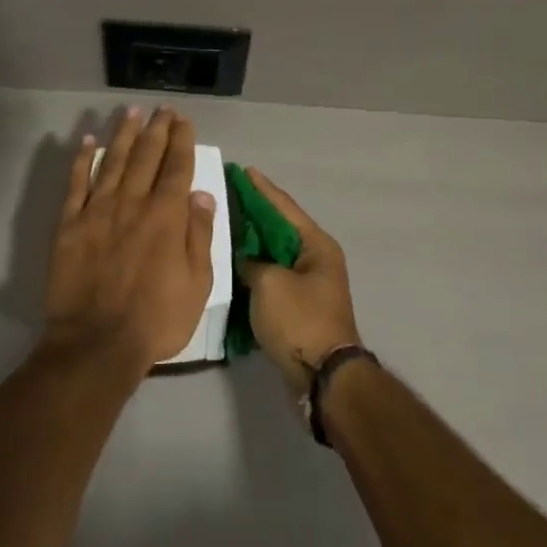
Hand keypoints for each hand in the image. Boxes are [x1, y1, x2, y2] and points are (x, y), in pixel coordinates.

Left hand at [41, 106, 217, 375]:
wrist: (97, 343)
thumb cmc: (156, 319)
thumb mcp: (197, 284)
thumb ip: (199, 235)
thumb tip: (201, 194)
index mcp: (166, 216)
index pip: (177, 166)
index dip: (181, 140)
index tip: (183, 120)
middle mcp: (133, 203)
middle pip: (146, 156)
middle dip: (157, 128)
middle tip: (162, 108)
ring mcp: (98, 210)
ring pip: (113, 161)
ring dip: (124, 134)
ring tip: (131, 112)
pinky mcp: (69, 224)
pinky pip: (76, 183)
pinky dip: (82, 160)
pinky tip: (88, 142)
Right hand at [235, 167, 362, 397]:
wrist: (323, 377)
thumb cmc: (299, 321)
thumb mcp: (269, 283)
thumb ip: (252, 262)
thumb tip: (247, 261)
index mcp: (316, 245)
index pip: (283, 207)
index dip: (261, 188)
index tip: (242, 170)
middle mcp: (316, 259)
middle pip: (279, 228)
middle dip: (254, 212)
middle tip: (226, 194)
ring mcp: (308, 284)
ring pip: (274, 253)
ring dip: (252, 241)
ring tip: (224, 224)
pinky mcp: (298, 306)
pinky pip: (272, 276)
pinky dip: (254, 268)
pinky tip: (232, 262)